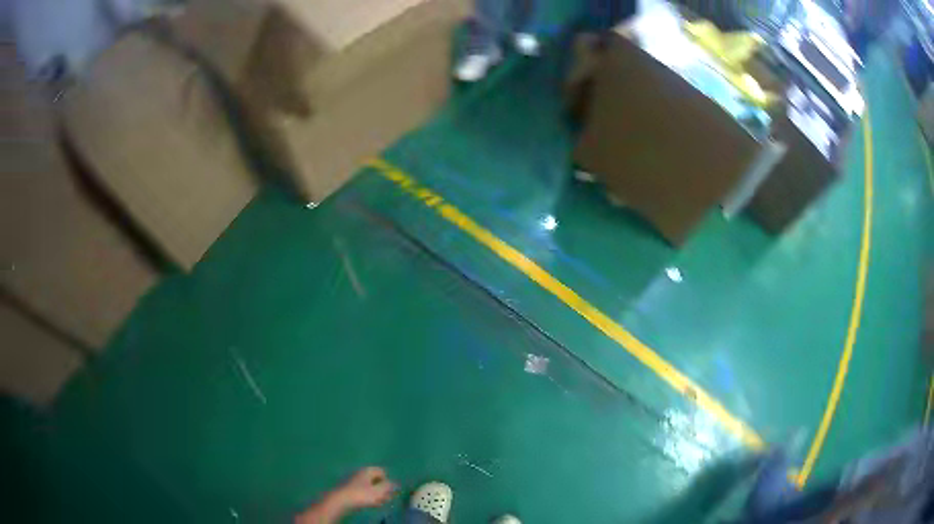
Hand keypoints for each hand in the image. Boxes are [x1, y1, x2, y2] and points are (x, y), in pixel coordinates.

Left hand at [296, 467, 396, 523]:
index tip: (391, 490)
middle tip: (387, 498)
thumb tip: (395, 483)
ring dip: (376, 494)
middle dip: (383, 488)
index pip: (382, 471)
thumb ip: (388, 486)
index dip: (388, 480)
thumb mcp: (379, 491)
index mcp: (367, 470)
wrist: (340, 501)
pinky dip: (368, 496)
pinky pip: (362, 491)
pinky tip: (371, 503)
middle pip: (375, 479)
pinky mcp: (349, 489)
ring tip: (380, 502)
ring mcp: (354, 481)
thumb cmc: (361, 494)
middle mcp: (360, 473)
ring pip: (369, 486)